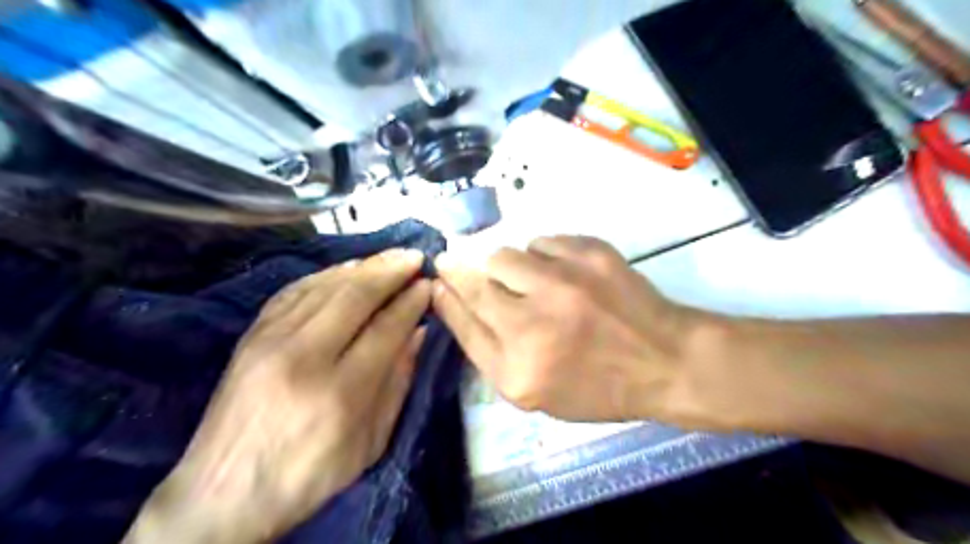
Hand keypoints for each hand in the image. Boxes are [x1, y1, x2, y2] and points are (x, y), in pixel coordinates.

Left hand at [125, 249, 430, 542]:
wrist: (222, 494)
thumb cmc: (309, 475)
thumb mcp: (371, 442)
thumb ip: (397, 382)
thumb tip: (419, 332)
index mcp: (340, 393)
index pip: (385, 328)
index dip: (411, 302)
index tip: (428, 284)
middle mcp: (303, 358)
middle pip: (355, 297)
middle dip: (390, 271)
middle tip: (414, 257)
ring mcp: (270, 342)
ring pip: (325, 286)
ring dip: (363, 267)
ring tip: (389, 258)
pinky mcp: (251, 337)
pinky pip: (295, 290)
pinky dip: (327, 275)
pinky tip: (347, 269)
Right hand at [437, 236, 710, 424]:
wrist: (664, 360)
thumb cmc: (598, 386)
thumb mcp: (537, 394)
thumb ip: (492, 353)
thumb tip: (458, 304)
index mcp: (518, 369)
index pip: (464, 323)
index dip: (445, 298)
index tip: (435, 279)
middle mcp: (534, 324)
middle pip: (475, 283)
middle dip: (459, 271)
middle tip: (455, 263)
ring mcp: (564, 283)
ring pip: (505, 255)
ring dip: (509, 267)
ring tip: (533, 282)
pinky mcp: (590, 254)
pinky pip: (543, 242)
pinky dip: (544, 256)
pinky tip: (564, 274)